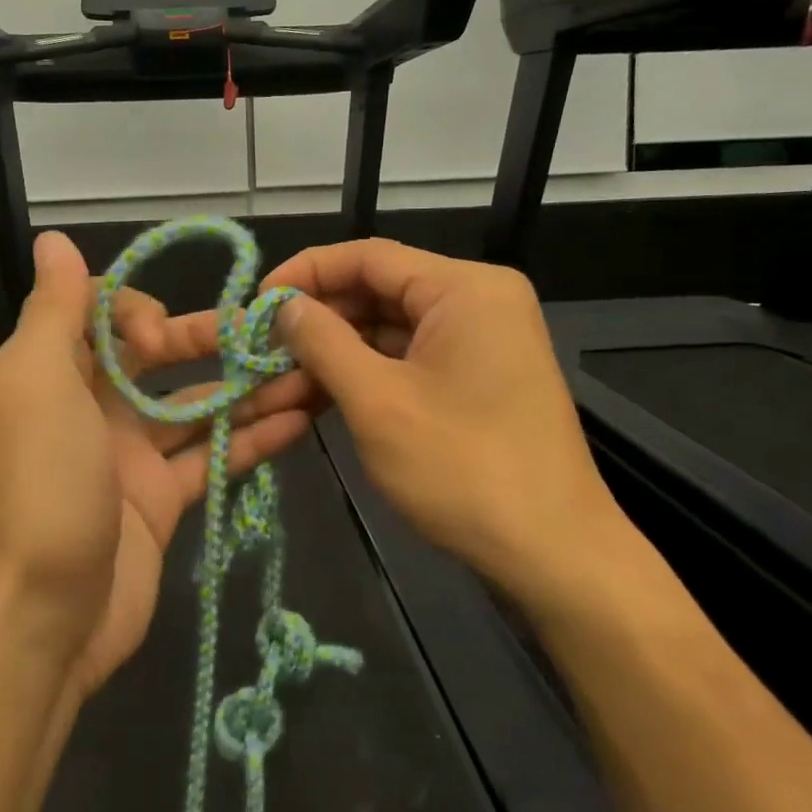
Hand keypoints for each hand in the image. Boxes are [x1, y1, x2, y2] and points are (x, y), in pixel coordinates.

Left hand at [0, 231, 311, 704]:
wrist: (41, 622)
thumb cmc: (40, 489)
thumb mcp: (36, 386)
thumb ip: (54, 311)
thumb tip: (53, 240)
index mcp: (53, 372)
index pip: (104, 314)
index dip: (139, 313)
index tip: (159, 343)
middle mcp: (92, 406)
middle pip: (160, 358)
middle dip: (214, 341)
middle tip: (275, 335)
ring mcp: (131, 456)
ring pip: (197, 407)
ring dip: (249, 388)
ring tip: (312, 370)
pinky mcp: (163, 501)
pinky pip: (213, 457)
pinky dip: (253, 438)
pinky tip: (301, 420)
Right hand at [258, 239, 627, 610]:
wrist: (554, 554)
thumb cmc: (462, 469)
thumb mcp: (377, 401)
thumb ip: (322, 342)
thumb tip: (284, 307)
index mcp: (464, 289)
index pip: (368, 256)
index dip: (306, 273)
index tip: (257, 301)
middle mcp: (478, 301)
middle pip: (380, 290)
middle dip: (319, 318)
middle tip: (263, 347)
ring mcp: (482, 341)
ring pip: (391, 328)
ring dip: (337, 351)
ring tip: (281, 378)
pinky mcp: (478, 378)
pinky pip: (410, 358)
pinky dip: (367, 373)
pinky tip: (322, 396)